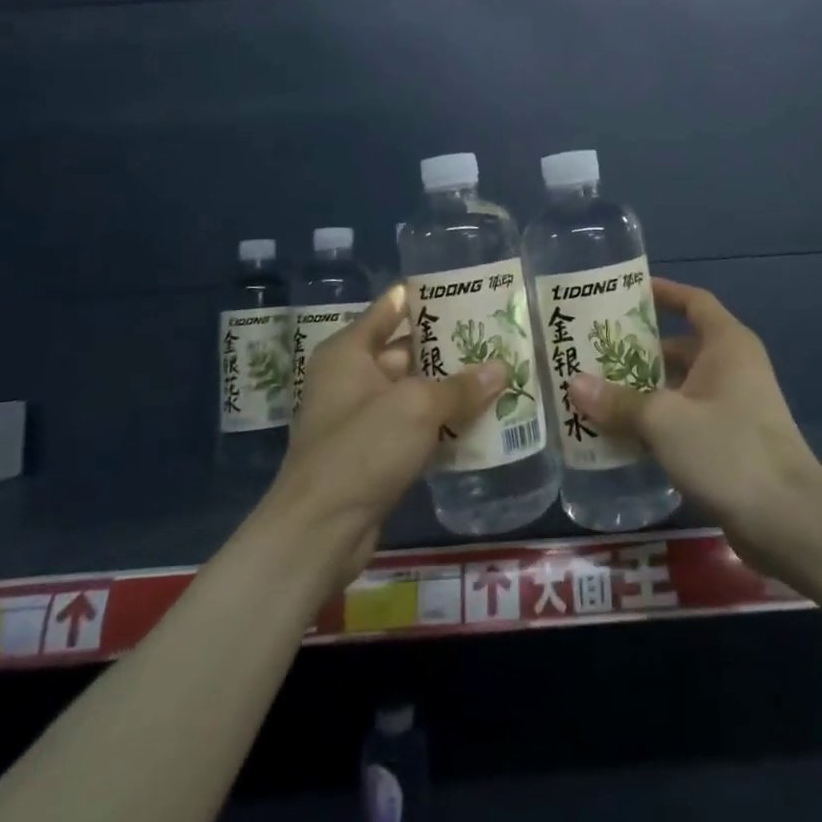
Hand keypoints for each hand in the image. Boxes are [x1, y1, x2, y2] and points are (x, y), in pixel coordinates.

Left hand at [264, 285, 503, 588]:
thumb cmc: (362, 448)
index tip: (466, 289)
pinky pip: (415, 426)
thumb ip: (461, 386)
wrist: (320, 531)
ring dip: (451, 388)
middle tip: (497, 335)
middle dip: (449, 346)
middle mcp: (352, 377)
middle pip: (407, 350)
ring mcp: (363, 418)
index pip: (390, 308)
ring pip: (415, 391)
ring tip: (499, 373)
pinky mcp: (375, 453)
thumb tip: (501, 367)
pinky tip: (482, 419)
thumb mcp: (417, 407)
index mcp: (349, 352)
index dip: (426, 296)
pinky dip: (442, 423)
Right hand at [568, 278, 821, 570]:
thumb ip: (618, 401)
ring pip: (679, 387)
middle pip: (679, 347)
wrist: (790, 521)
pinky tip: (621, 436)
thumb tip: (573, 383)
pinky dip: (657, 423)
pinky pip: (685, 419)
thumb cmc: (728, 449)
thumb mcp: (665, 420)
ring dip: (643, 391)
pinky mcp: (730, 442)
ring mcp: (734, 406)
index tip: (625, 293)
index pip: (693, 301)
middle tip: (592, 353)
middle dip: (638, 351)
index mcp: (726, 344)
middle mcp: (732, 368)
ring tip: (596, 395)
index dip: (663, 292)